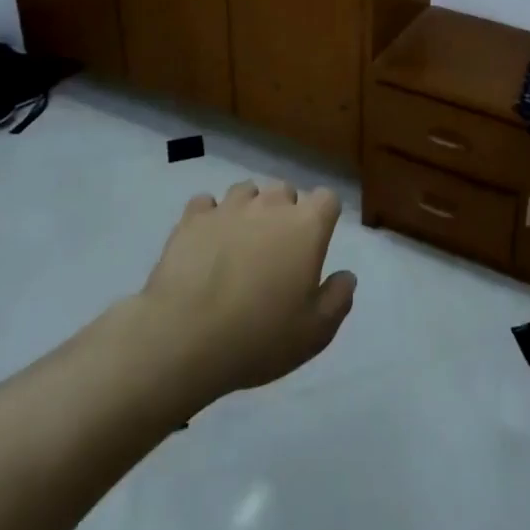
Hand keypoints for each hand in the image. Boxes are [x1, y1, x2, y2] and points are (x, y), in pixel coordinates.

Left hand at [136, 181, 356, 406]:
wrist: (183, 338)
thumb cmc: (259, 336)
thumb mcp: (315, 332)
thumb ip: (338, 298)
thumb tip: (346, 276)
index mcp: (307, 226)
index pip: (327, 198)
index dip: (324, 216)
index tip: (316, 242)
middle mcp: (271, 205)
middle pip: (286, 191)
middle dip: (286, 212)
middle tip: (277, 249)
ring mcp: (229, 208)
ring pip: (247, 191)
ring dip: (249, 210)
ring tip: (240, 242)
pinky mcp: (192, 219)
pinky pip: (205, 204)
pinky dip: (209, 217)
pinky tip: (206, 241)